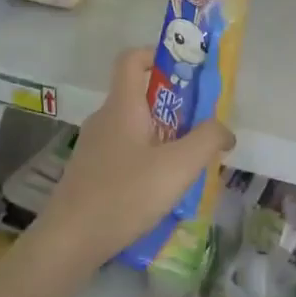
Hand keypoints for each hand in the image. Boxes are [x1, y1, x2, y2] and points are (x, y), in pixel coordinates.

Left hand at [32, 49, 235, 272]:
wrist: (70, 240)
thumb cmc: (125, 194)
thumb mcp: (178, 166)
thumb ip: (208, 140)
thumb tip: (225, 130)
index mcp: (122, 106)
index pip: (131, 58)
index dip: (157, 55)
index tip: (186, 72)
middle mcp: (104, 118)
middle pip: (138, 94)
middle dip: (173, 104)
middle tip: (200, 126)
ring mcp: (93, 146)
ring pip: (133, 126)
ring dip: (162, 135)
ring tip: (187, 162)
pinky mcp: (89, 172)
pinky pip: (124, 151)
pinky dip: (146, 158)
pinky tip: (160, 189)